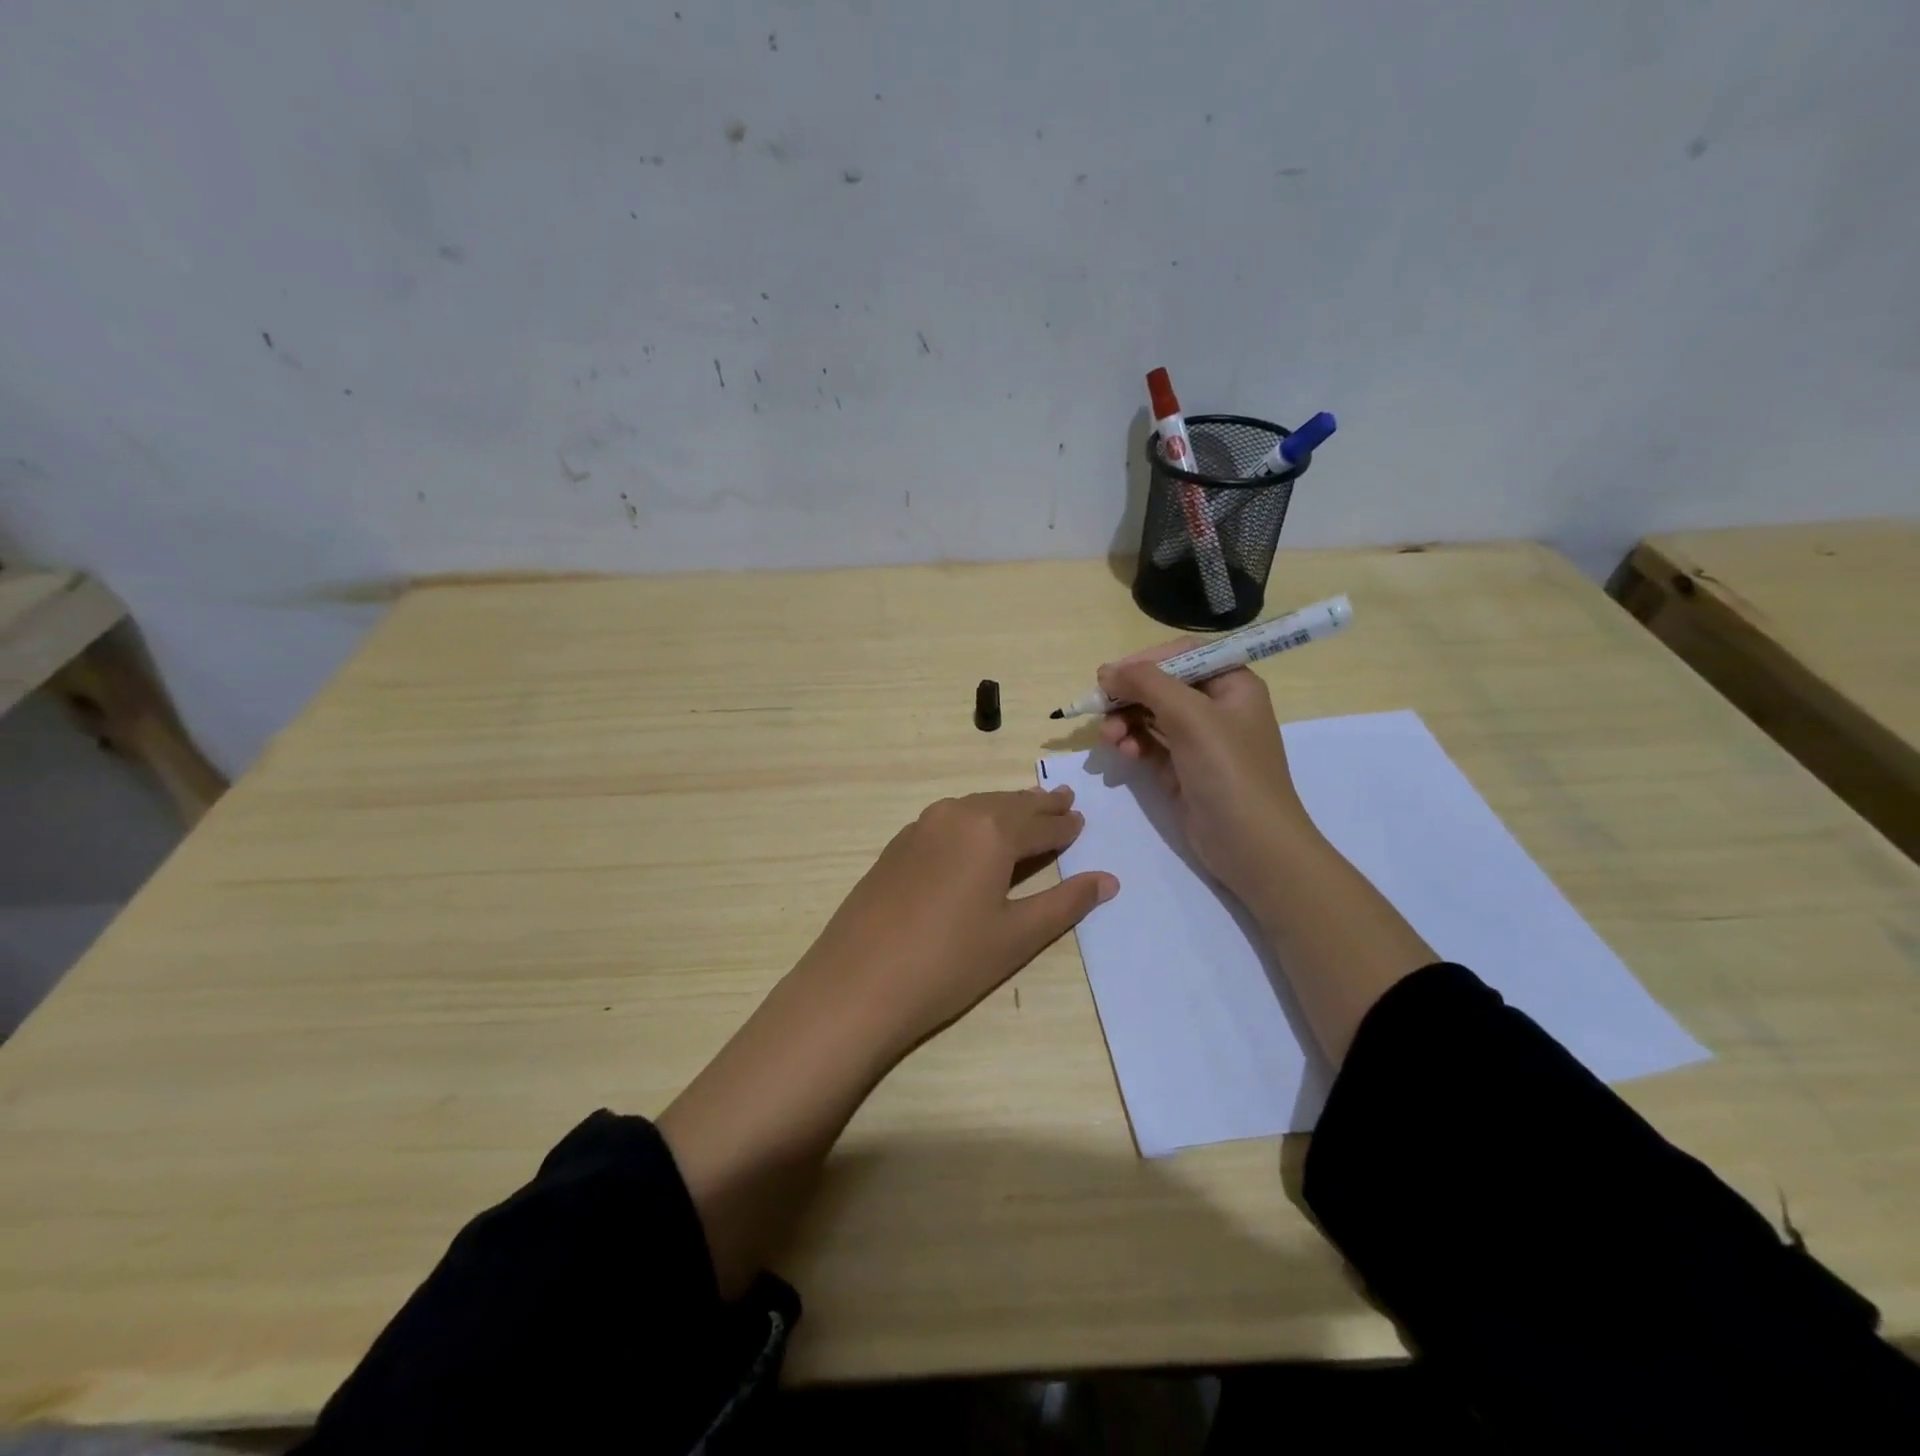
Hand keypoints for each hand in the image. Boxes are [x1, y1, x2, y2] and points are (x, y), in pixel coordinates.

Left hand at [792, 786, 1117, 1058]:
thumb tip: (1108, 880)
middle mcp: (956, 815)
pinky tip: (974, 835)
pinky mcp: (898, 845)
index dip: (1064, 826)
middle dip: (1037, 805)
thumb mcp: (1017, 935)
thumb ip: (1065, 903)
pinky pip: (947, 820)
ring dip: (1004, 809)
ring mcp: (921, 827)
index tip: (1080, 821)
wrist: (858, 982)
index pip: (1040, 824)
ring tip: (1025, 811)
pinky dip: (972, 821)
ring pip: (974, 807)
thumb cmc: (949, 962)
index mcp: (991, 831)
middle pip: (1007, 805)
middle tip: (1063, 799)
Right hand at [1097, 644, 1312, 903]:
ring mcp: (1199, 740)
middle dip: (1130, 696)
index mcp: (1233, 685)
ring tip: (1110, 737)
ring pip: (1151, 716)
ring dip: (1125, 721)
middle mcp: (1217, 707)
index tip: (1111, 674)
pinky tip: (1123, 752)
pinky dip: (1133, 743)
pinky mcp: (1183, 769)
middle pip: (1162, 686)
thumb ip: (1148, 684)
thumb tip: (1107, 671)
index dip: (1146, 661)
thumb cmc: (1229, 771)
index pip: (1184, 656)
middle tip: (1099, 706)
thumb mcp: (1191, 716)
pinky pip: (1150, 744)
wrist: (1252, 846)